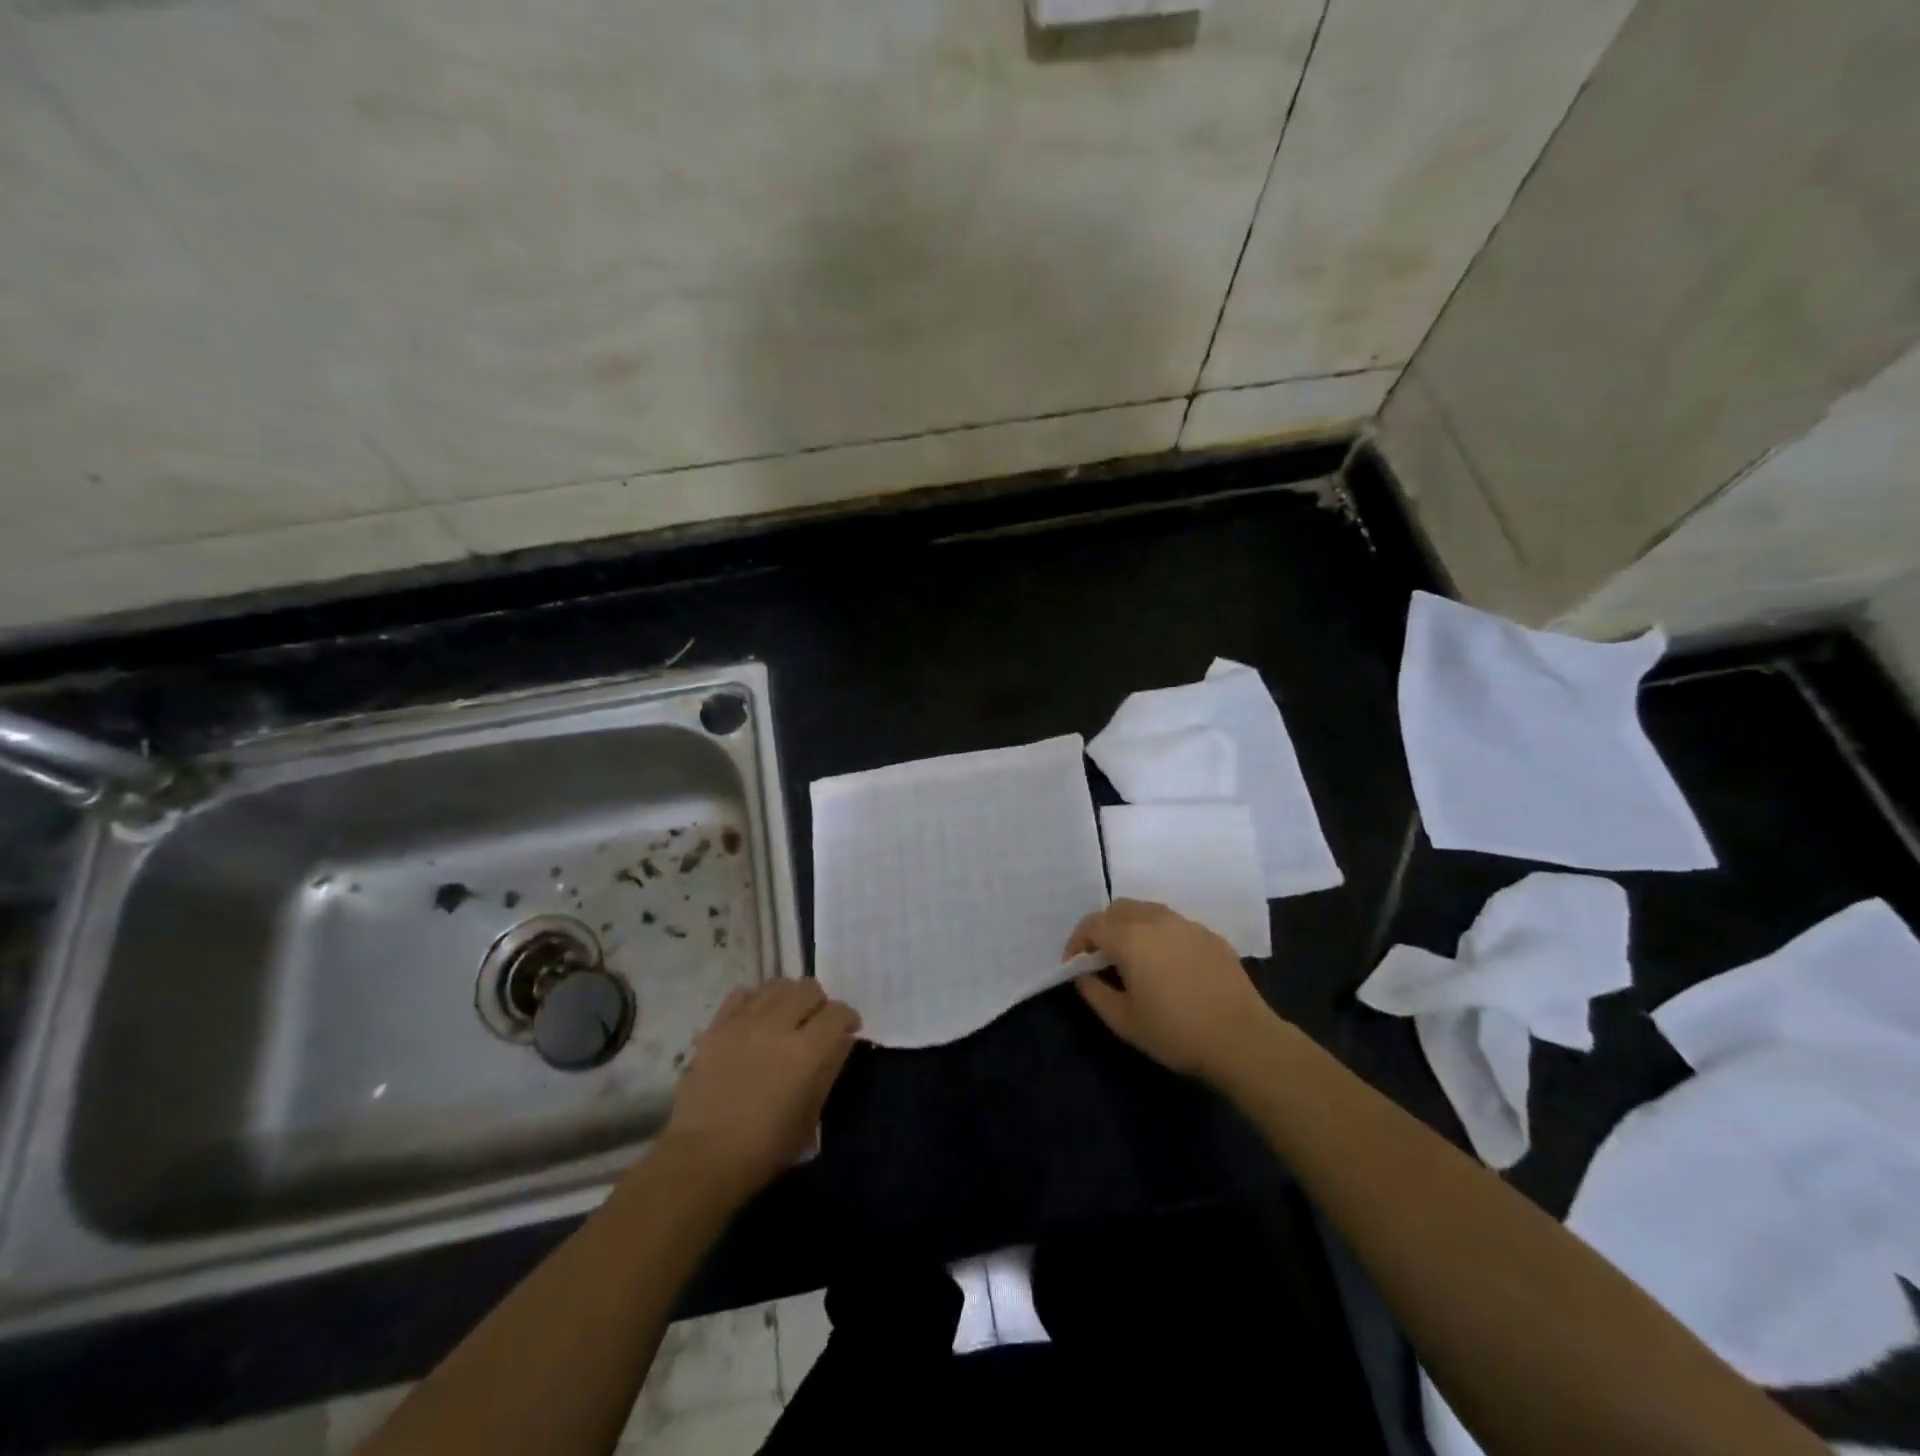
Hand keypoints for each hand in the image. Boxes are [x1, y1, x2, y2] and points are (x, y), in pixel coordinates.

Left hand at [660, 978, 859, 1200]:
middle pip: (809, 988)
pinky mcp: (717, 1025)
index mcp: (806, 1052)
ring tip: (787, 1014)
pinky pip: (743, 994)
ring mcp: (744, 1021)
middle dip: (820, 1002)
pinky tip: (756, 1019)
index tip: (848, 1029)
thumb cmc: (764, 1149)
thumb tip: (841, 1041)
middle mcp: (777, 1026)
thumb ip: (829, 1070)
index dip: (848, 1018)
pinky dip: (756, 1000)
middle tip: (816, 1022)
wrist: (702, 1158)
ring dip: (789, 996)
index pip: (838, 1013)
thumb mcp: (810, 1117)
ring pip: (777, 984)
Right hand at [1065, 899, 1276, 1084]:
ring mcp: (1187, 924)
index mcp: (1131, 937)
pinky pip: (1174, 925)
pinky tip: (1167, 966)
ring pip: (1147, 911)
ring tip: (1133, 960)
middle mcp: (1157, 920)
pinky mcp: (1210, 935)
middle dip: (1103, 928)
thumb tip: (1082, 974)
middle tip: (1101, 959)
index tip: (1074, 966)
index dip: (1077, 943)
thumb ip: (1094, 991)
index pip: (1092, 925)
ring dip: (1131, 928)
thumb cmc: (1176, 1033)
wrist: (1243, 1040)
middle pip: (1118, 909)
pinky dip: (1159, 935)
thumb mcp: (1123, 1021)